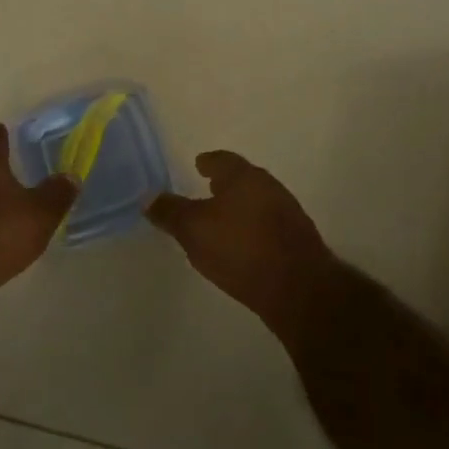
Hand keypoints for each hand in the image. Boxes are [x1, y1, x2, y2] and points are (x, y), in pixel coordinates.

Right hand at [147, 151, 334, 345]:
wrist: (299, 289)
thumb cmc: (240, 249)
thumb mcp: (194, 230)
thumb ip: (170, 212)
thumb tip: (148, 197)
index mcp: (244, 176)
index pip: (222, 160)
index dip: (208, 162)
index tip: (198, 164)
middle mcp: (269, 187)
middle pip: (243, 178)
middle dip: (225, 184)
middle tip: (207, 190)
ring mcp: (288, 213)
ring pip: (257, 201)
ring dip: (240, 207)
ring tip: (222, 220)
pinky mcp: (298, 240)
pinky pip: (268, 225)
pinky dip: (253, 228)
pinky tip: (243, 245)